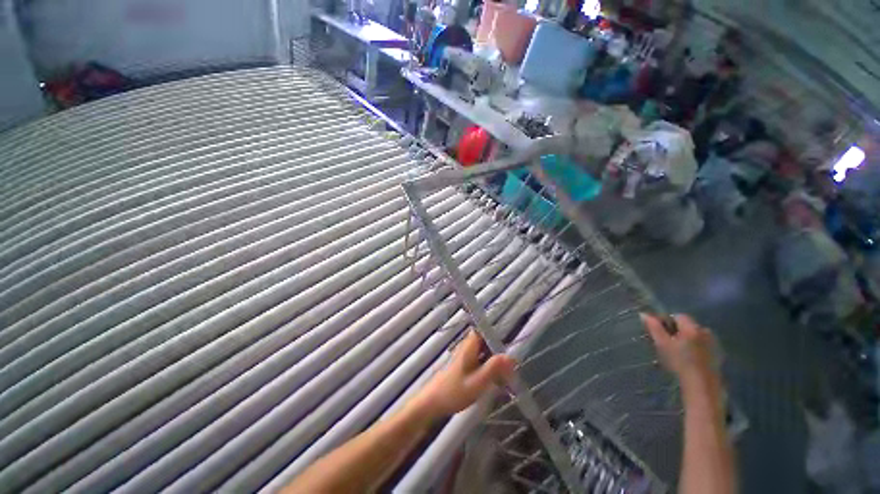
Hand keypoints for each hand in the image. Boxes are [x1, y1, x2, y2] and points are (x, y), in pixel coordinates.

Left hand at [410, 330, 516, 420]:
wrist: (432, 402)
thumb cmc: (454, 391)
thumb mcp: (478, 381)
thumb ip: (494, 368)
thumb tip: (512, 356)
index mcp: (470, 346)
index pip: (485, 331)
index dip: (497, 337)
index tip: (508, 349)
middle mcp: (467, 347)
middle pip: (486, 343)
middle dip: (498, 353)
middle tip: (509, 369)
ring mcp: (465, 356)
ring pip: (484, 353)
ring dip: (494, 363)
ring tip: (504, 378)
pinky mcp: (463, 366)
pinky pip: (480, 362)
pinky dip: (487, 369)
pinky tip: (493, 383)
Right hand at [641, 313, 719, 390]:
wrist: (702, 386)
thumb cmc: (680, 363)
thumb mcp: (662, 344)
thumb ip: (654, 328)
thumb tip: (644, 314)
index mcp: (693, 327)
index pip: (678, 316)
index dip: (667, 321)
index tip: (659, 332)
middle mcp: (705, 332)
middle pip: (688, 326)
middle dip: (677, 331)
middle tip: (666, 343)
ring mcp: (714, 344)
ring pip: (695, 336)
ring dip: (686, 340)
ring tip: (677, 352)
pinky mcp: (717, 356)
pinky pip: (702, 346)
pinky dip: (695, 349)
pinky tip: (688, 360)